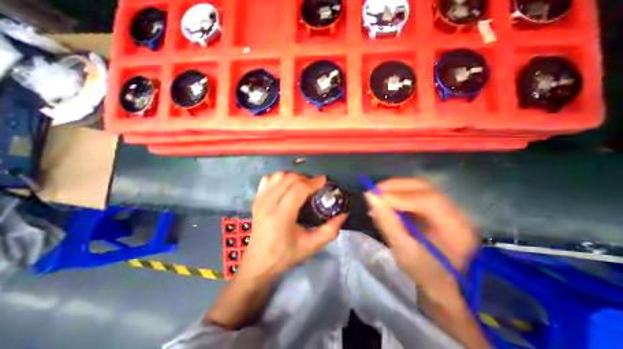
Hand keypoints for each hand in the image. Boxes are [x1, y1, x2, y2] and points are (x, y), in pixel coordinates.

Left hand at [236, 172, 347, 282]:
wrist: (258, 263)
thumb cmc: (285, 255)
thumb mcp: (311, 246)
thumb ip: (330, 230)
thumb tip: (343, 214)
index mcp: (281, 216)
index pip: (299, 189)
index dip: (313, 182)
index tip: (324, 181)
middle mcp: (268, 204)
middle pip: (289, 179)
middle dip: (305, 178)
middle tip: (315, 185)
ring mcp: (260, 200)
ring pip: (278, 176)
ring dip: (293, 176)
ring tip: (302, 185)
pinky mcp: (256, 199)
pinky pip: (268, 179)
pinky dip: (280, 178)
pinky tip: (286, 186)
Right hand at [366, 178, 478, 294]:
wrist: (438, 281)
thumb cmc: (422, 271)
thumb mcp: (402, 250)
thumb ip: (386, 222)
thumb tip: (370, 197)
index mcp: (456, 228)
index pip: (428, 200)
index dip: (399, 196)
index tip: (374, 197)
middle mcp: (457, 212)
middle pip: (424, 187)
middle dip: (395, 187)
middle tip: (373, 192)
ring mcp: (448, 206)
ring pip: (418, 186)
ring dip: (395, 188)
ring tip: (377, 197)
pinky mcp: (437, 205)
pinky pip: (415, 192)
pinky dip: (398, 193)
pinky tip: (387, 201)